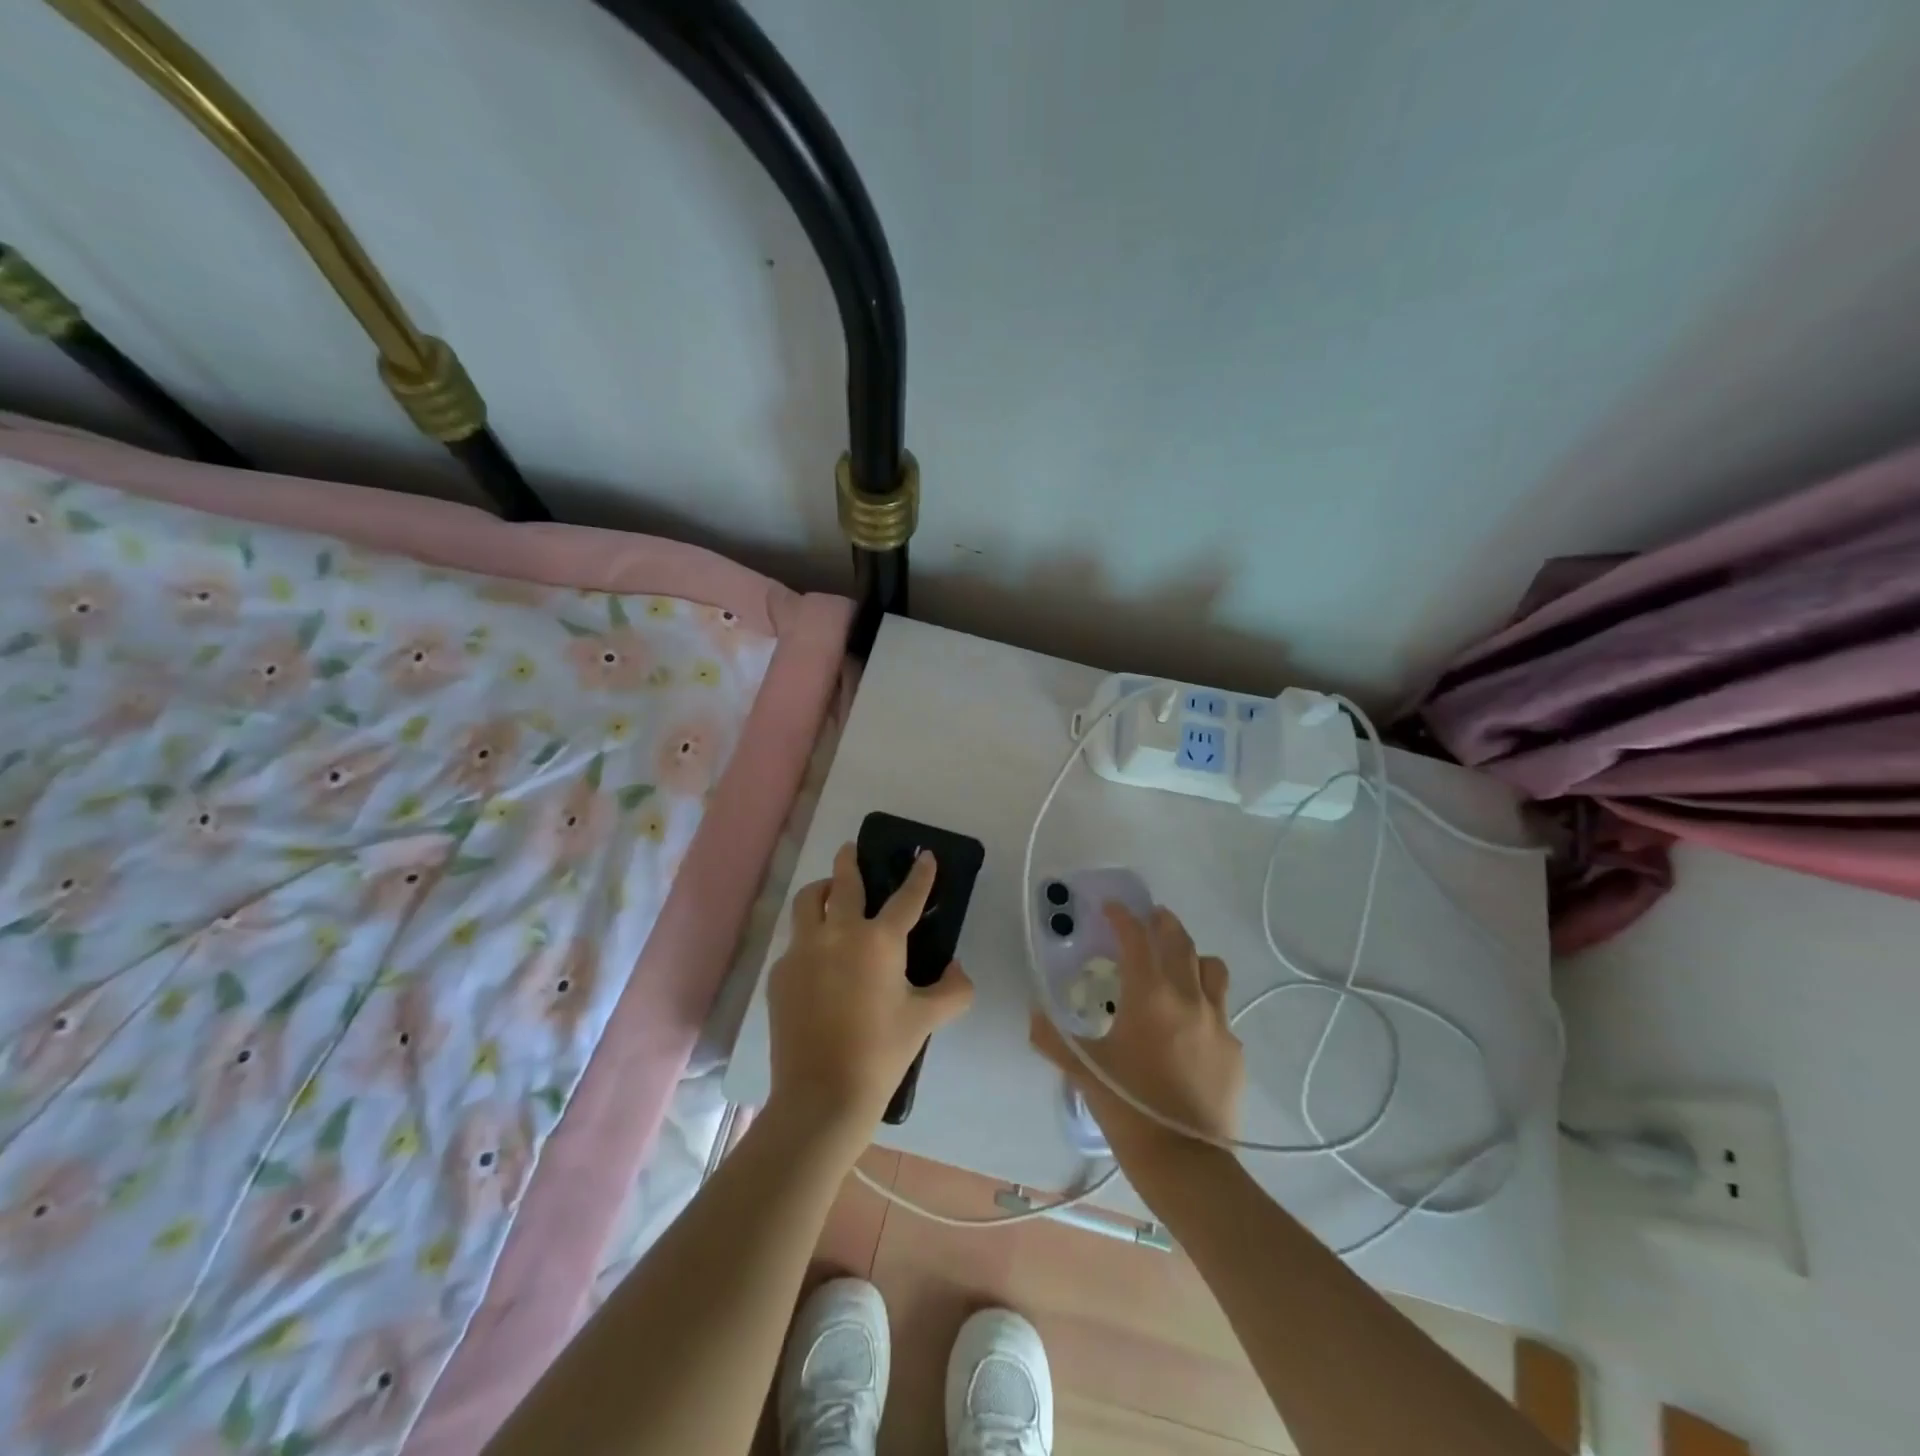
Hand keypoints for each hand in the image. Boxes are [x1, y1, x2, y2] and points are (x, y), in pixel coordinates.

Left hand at [767, 842, 973, 1148]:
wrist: (822, 1094)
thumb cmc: (881, 1052)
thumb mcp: (926, 1020)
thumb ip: (953, 991)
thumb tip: (957, 970)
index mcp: (878, 941)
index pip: (906, 897)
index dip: (920, 874)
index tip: (924, 855)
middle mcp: (837, 934)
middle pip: (842, 882)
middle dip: (849, 860)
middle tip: (851, 849)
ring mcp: (803, 951)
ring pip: (807, 903)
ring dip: (820, 891)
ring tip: (828, 895)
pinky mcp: (780, 974)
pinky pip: (795, 943)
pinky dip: (808, 939)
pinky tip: (817, 961)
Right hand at [1031, 903, 1243, 1174]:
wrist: (1187, 1163)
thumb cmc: (1130, 1107)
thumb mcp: (1084, 1070)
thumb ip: (1054, 1037)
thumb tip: (1033, 1014)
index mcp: (1150, 995)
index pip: (1136, 938)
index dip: (1122, 917)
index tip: (1110, 907)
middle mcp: (1188, 997)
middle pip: (1179, 941)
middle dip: (1162, 923)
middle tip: (1149, 918)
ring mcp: (1218, 1022)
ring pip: (1212, 968)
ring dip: (1192, 955)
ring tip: (1177, 963)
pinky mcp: (1234, 1049)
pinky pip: (1222, 1010)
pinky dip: (1205, 1001)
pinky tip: (1191, 1024)